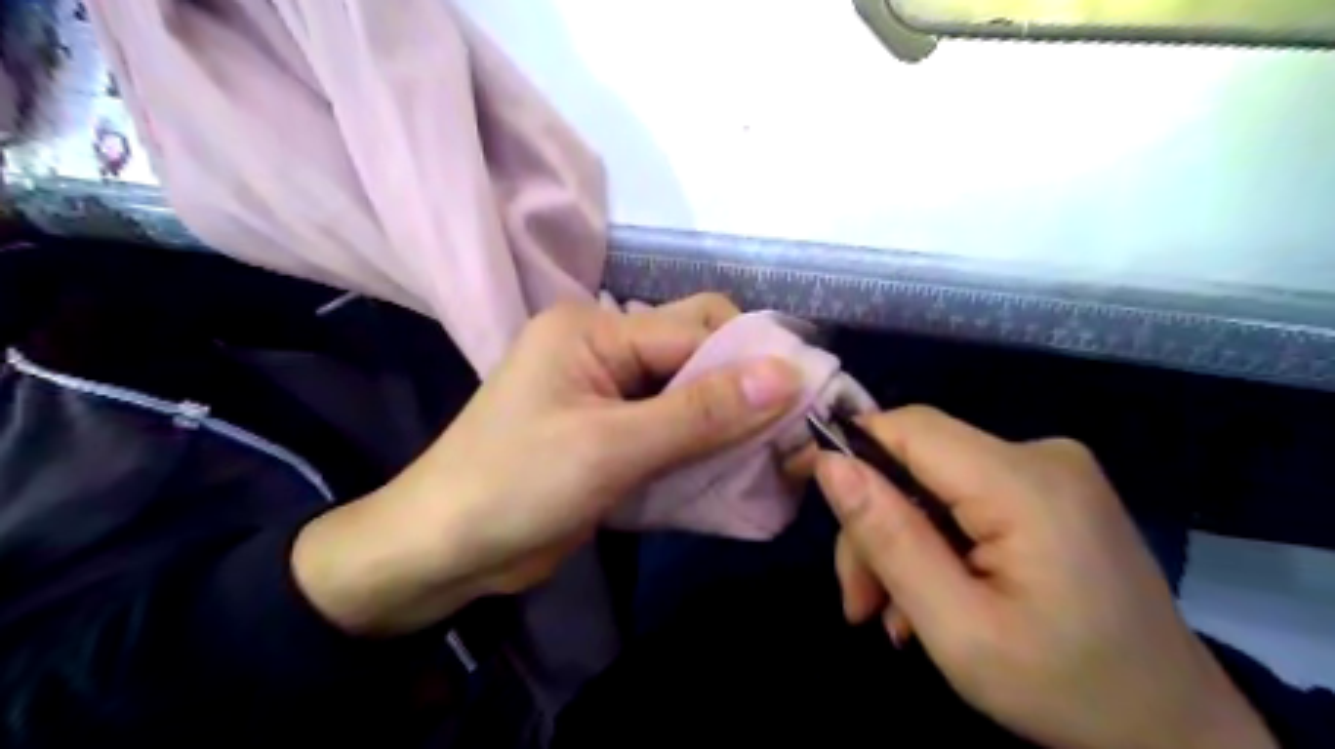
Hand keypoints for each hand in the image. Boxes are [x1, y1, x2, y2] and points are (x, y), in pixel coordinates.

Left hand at [295, 296, 796, 634]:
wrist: (442, 552)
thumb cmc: (514, 488)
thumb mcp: (612, 448)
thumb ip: (701, 413)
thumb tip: (788, 375)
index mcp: (593, 329)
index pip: (696, 328)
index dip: (753, 360)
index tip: (809, 397)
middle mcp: (604, 348)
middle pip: (694, 352)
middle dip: (743, 387)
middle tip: (791, 429)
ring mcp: (607, 391)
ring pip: (688, 391)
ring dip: (727, 419)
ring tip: (774, 451)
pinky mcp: (610, 431)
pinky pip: (671, 424)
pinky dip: (702, 443)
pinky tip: (732, 466)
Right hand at [807, 407, 1274, 748]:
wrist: (1177, 730)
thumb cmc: (1066, 689)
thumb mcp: (958, 629)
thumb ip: (890, 539)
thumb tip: (830, 464)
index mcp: (1025, 484)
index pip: (909, 427)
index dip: (849, 447)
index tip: (801, 486)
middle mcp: (1041, 455)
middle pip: (916, 461)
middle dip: (875, 525)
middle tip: (857, 602)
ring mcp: (1051, 471)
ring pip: (932, 482)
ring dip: (900, 541)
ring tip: (890, 616)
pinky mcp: (1050, 491)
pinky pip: (963, 496)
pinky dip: (935, 540)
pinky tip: (928, 598)